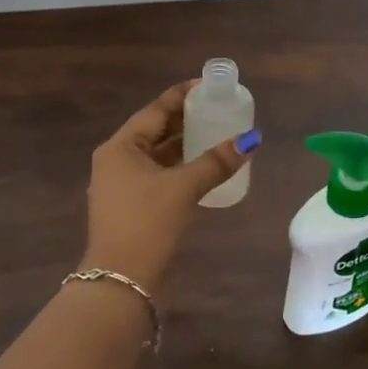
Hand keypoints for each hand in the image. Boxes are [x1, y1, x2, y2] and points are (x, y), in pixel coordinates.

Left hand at [81, 81, 259, 292]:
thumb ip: (216, 162)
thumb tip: (250, 139)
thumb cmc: (147, 224)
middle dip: (186, 120)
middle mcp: (117, 161)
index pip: (155, 110)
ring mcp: (123, 186)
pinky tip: (205, 168)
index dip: (182, 96)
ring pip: (158, 155)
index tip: (209, 86)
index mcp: (120, 148)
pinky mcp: (133, 207)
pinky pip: (159, 175)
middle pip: (155, 131)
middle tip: (218, 108)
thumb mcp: (183, 188)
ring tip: (217, 133)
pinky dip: (181, 167)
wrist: (121, 283)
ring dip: (185, 145)